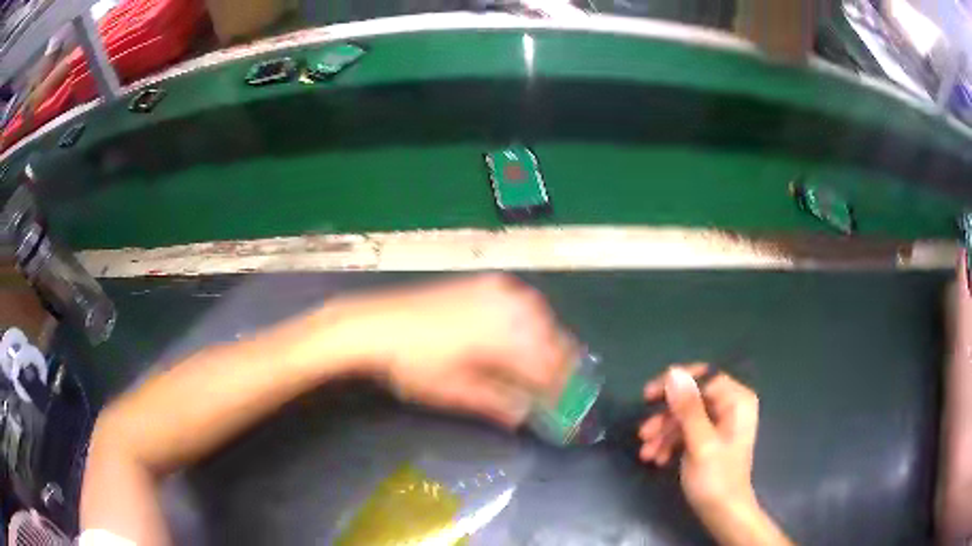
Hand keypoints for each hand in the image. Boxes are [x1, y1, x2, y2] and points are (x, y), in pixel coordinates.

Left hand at [325, 274, 572, 427]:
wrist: (379, 323)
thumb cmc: (414, 363)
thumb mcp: (455, 391)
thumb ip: (496, 403)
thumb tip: (524, 416)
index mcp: (506, 338)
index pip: (549, 368)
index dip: (558, 391)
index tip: (562, 407)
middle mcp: (511, 308)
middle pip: (553, 339)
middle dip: (559, 366)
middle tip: (555, 389)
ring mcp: (499, 290)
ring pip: (543, 318)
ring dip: (547, 342)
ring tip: (542, 365)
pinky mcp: (486, 282)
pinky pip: (524, 302)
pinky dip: (531, 321)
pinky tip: (522, 334)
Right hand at [639, 365, 763, 535]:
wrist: (723, 514)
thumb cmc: (716, 478)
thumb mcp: (700, 443)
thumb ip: (688, 408)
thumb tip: (673, 372)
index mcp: (736, 400)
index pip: (703, 377)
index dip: (674, 383)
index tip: (648, 397)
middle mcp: (730, 406)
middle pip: (691, 398)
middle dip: (665, 417)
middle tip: (643, 433)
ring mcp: (720, 423)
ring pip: (685, 417)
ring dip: (663, 433)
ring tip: (646, 454)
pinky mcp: (710, 439)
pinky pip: (687, 431)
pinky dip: (671, 443)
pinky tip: (658, 459)